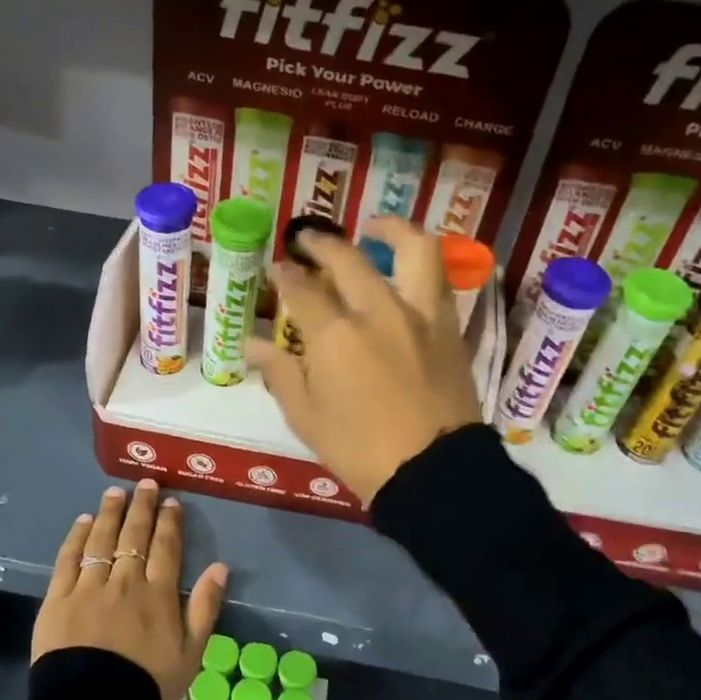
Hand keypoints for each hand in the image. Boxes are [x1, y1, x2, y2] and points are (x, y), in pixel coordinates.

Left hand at [34, 479, 229, 699]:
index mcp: (158, 594)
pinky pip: (68, 559)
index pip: (166, 547)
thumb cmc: (147, 687)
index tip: (170, 501)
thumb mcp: (191, 654)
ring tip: (115, 492)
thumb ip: (205, 607)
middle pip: (134, 535)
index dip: (169, 521)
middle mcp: (125, 581)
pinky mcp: (58, 599)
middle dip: (141, 506)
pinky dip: (77, 537)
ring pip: (101, 540)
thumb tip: (220, 567)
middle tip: (145, 483)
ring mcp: (89, 587)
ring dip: (110, 513)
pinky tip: (84, 521)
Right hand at [248, 217, 482, 506]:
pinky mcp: (449, 328)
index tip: (276, 270)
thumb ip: (280, 372)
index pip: (301, 289)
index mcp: (335, 335)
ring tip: (373, 227)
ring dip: (389, 229)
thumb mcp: (307, 417)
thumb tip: (251, 344)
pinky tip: (405, 270)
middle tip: (306, 240)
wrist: (434, 472)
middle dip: (321, 243)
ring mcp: (420, 315)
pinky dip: (419, 264)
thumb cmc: (360, 450)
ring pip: (412, 250)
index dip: (284, 275)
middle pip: (347, 259)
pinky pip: (437, 279)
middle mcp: (378, 311)